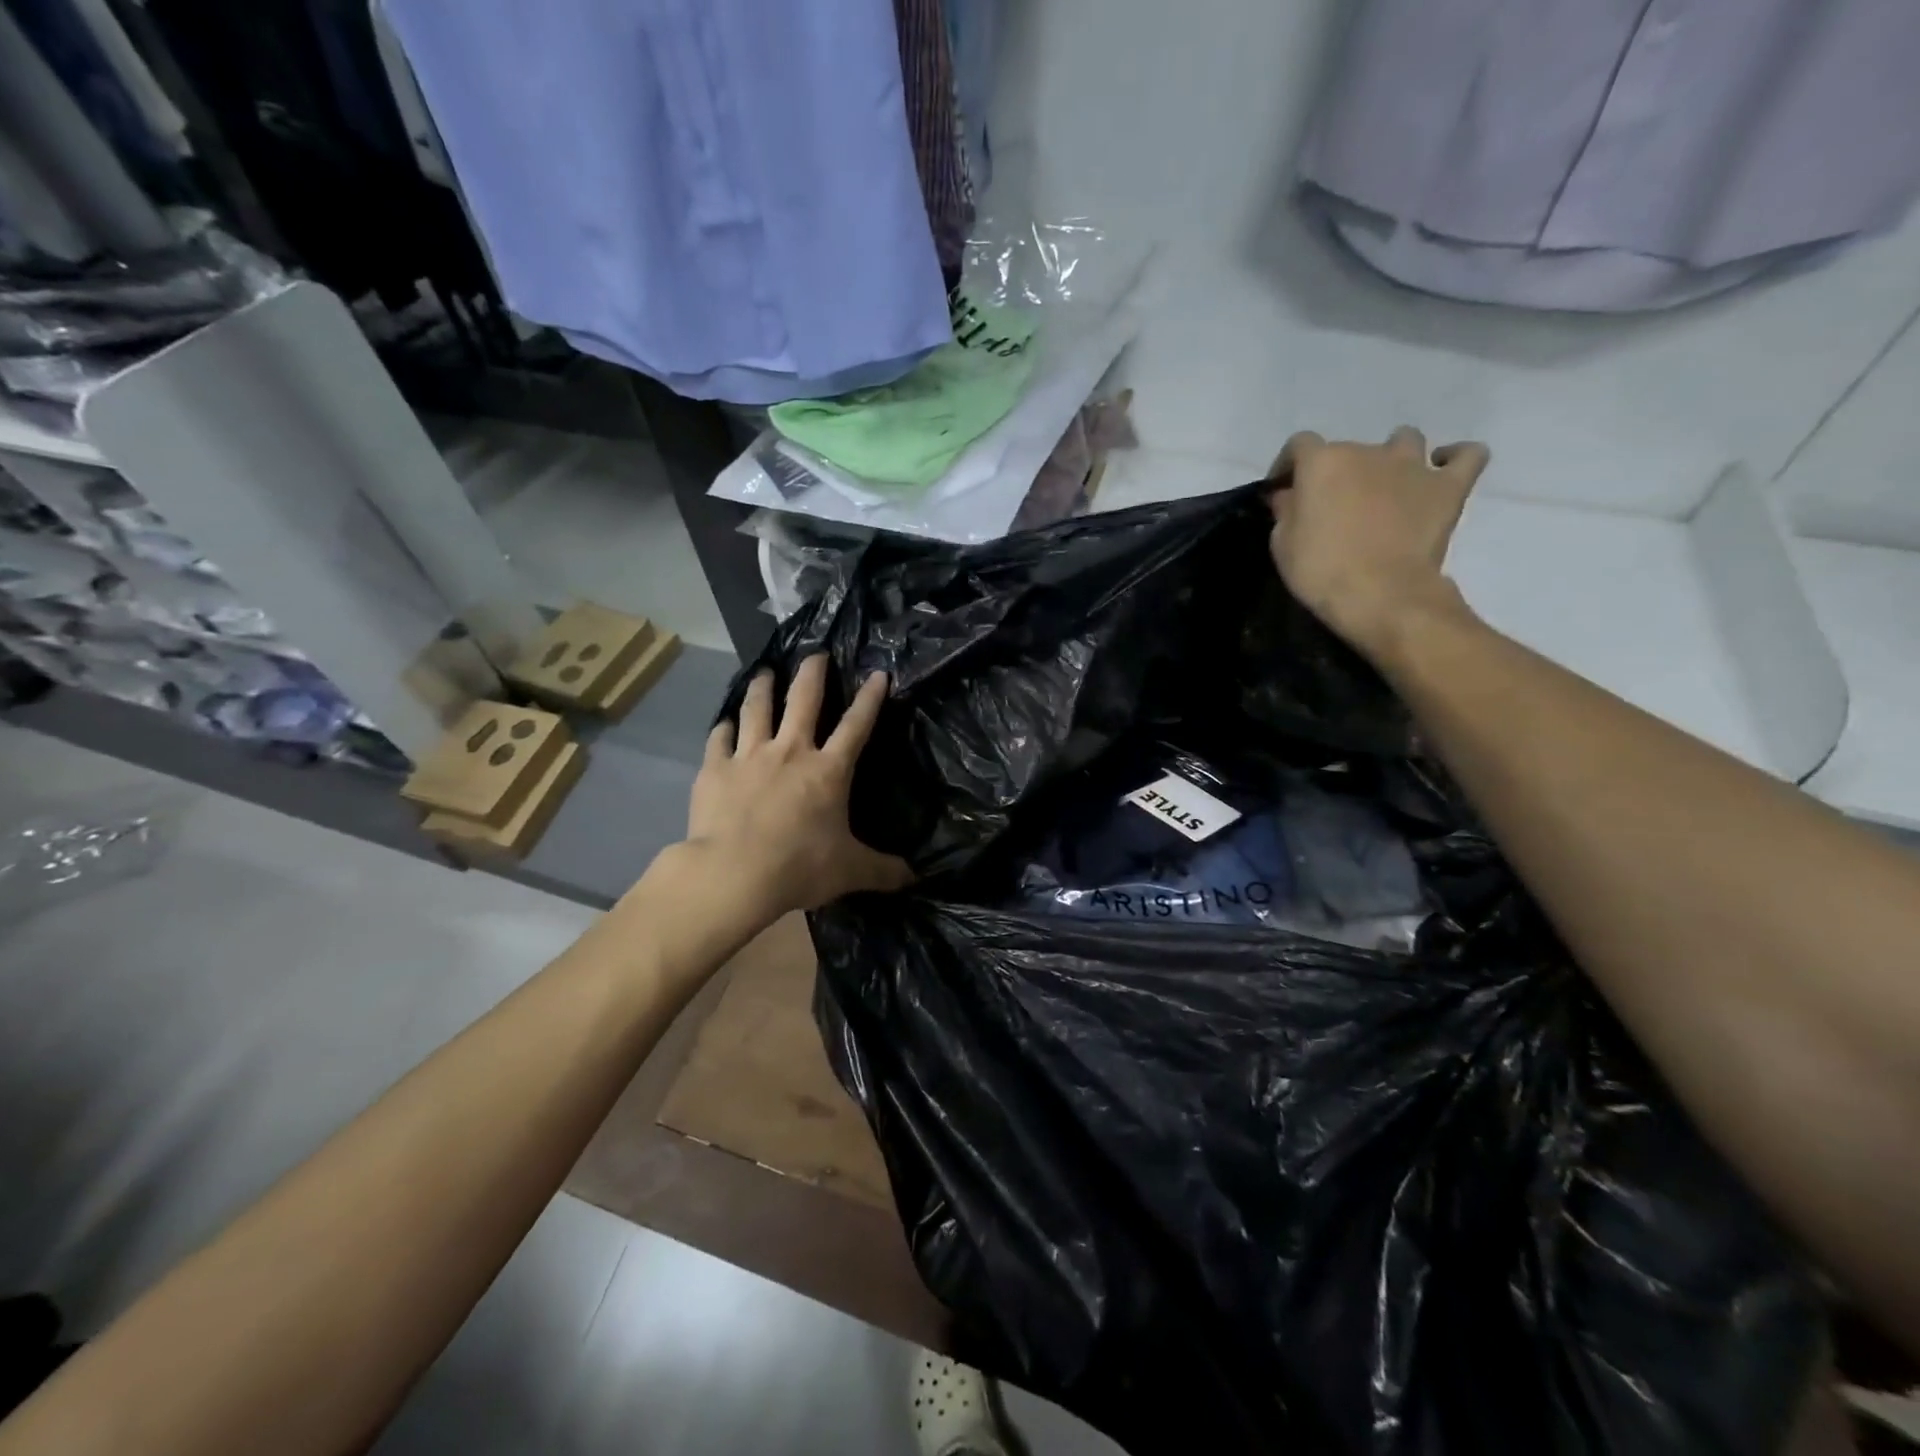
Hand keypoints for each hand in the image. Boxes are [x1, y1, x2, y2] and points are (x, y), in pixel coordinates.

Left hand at [686, 655, 912, 921]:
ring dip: (763, 687)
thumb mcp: (850, 871)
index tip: (878, 674)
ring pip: (757, 709)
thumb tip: (916, 878)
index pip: (856, 726)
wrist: (734, 873)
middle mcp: (791, 752)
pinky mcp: (715, 769)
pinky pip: (719, 739)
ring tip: (764, 672)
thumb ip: (883, 871)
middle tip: (816, 654)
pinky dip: (723, 729)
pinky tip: (724, 724)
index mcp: (828, 771)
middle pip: (803, 699)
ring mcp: (749, 756)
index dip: (870, 699)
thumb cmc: (799, 867)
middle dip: (812, 672)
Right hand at [1267, 427, 1489, 660]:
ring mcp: (1413, 465)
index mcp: (1323, 462)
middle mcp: (1368, 451)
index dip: (1288, 465)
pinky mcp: (1449, 486)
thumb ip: (1287, 510)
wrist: (1380, 595)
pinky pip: (1467, 456)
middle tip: (1332, 504)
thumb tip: (1290, 495)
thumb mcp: (1282, 544)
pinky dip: (1456, 457)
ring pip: (1405, 440)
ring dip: (1392, 457)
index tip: (1283, 489)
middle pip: (1349, 449)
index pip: (1300, 445)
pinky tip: (1443, 468)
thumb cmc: (1321, 570)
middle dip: (1337, 472)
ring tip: (1385, 484)